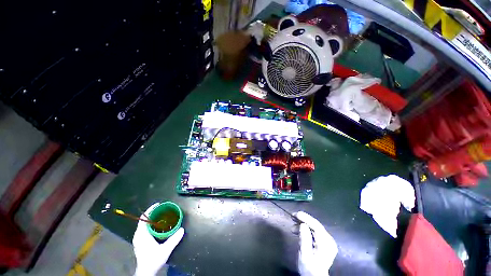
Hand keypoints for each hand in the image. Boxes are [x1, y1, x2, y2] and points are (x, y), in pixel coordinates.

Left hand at [132, 203, 184, 275]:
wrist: (146, 272)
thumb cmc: (153, 260)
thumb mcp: (165, 250)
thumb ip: (174, 239)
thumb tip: (182, 229)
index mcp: (142, 235)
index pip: (143, 218)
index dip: (150, 210)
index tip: (158, 204)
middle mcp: (138, 235)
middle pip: (143, 220)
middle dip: (152, 213)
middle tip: (163, 209)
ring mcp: (138, 239)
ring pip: (143, 225)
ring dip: (151, 219)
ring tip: (161, 215)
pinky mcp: (140, 242)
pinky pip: (144, 229)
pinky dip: (150, 224)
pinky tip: (158, 226)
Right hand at [295, 211, 337, 275]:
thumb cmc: (309, 268)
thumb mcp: (305, 255)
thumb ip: (304, 239)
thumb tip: (302, 225)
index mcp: (326, 244)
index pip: (316, 226)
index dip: (306, 218)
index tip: (296, 214)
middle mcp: (329, 240)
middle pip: (315, 225)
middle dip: (303, 220)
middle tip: (292, 217)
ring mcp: (327, 241)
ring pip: (314, 227)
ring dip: (303, 224)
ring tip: (293, 225)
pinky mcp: (324, 242)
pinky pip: (314, 231)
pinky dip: (306, 229)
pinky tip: (299, 230)